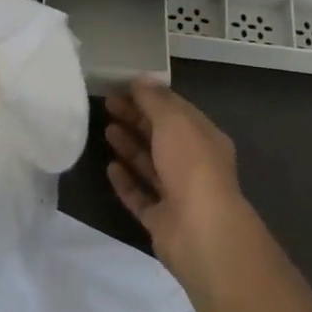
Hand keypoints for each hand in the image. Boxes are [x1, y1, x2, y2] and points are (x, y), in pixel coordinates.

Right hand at [105, 77, 251, 289]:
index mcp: (205, 138)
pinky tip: (110, 168)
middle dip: (136, 118)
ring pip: (150, 165)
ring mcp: (178, 194)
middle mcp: (194, 164)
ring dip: (130, 146)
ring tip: (106, 129)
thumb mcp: (173, 121)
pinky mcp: (162, 220)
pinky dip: (126, 182)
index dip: (150, 97)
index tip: (122, 86)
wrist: (201, 232)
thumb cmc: (191, 165)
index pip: (176, 111)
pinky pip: (141, 196)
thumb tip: (140, 79)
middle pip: (161, 136)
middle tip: (108, 104)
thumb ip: (154, 100)